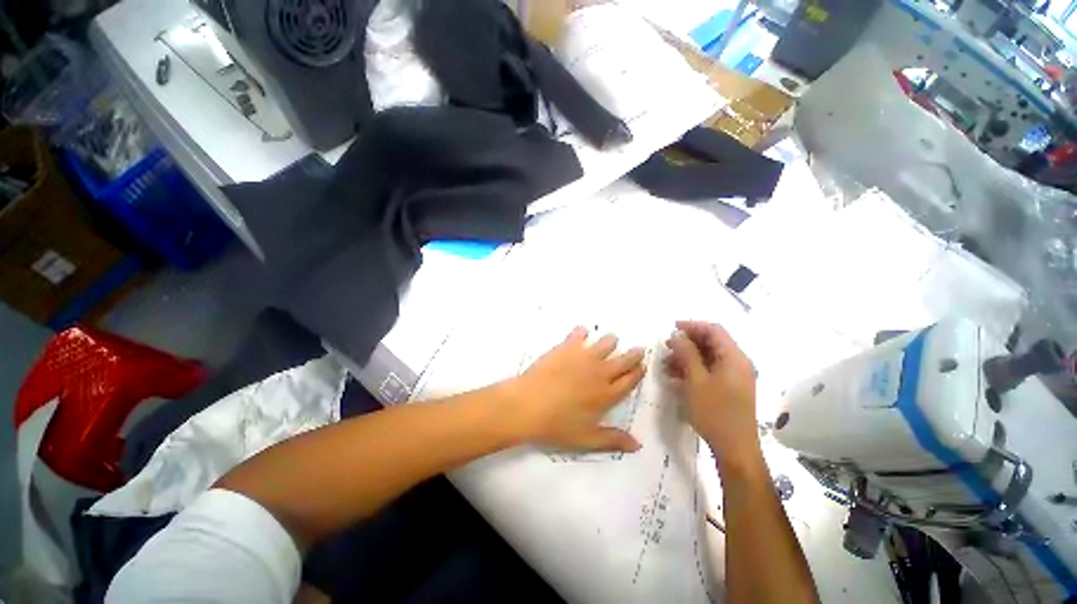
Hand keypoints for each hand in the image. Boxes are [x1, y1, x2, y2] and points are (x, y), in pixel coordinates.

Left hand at [506, 327, 645, 452]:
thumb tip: (638, 445)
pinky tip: (582, 333)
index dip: (638, 372)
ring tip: (610, 341)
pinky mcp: (567, 347)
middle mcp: (601, 372)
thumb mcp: (587, 439)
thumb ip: (613, 440)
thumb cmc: (557, 425)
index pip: (630, 380)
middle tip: (638, 349)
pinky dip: (583, 332)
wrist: (529, 405)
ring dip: (611, 341)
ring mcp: (584, 357)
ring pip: (607, 342)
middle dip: (634, 354)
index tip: (642, 365)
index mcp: (607, 394)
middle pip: (625, 359)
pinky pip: (580, 333)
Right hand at [665, 321, 759, 470]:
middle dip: (687, 342)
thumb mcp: (695, 380)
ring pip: (709, 357)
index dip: (692, 325)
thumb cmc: (714, 412)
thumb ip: (686, 353)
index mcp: (734, 358)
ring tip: (667, 364)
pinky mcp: (730, 388)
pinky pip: (710, 371)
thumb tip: (677, 335)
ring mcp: (735, 377)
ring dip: (688, 356)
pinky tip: (676, 377)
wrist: (735, 448)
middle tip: (667, 348)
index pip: (714, 330)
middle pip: (712, 342)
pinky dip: (693, 369)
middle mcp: (738, 363)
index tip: (672, 328)